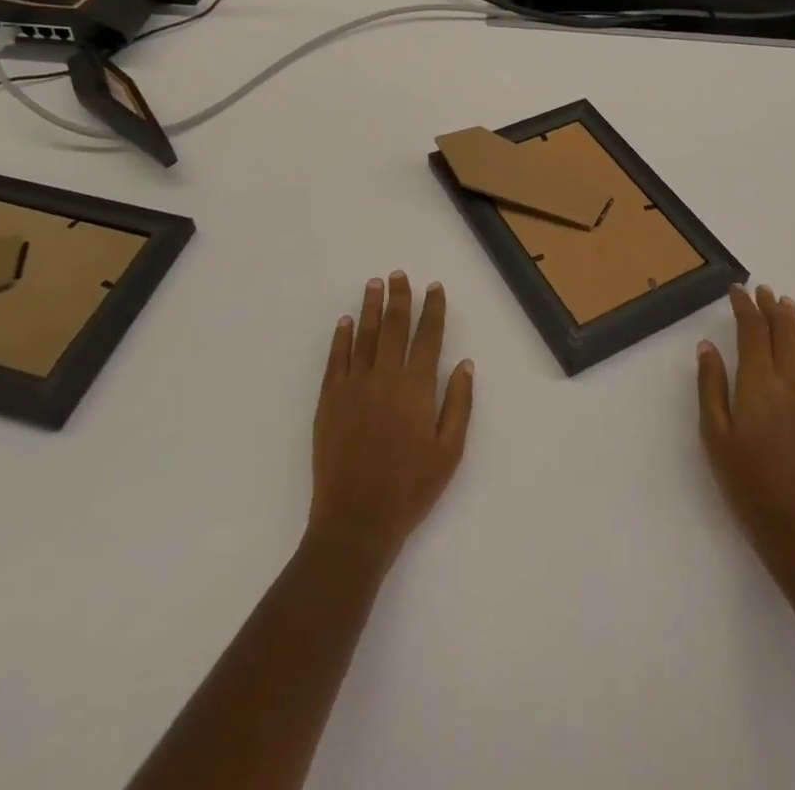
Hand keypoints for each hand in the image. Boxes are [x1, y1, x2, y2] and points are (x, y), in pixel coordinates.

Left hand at [308, 272, 473, 570]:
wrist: (356, 520)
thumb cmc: (410, 489)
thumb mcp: (449, 452)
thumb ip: (459, 404)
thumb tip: (465, 364)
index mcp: (417, 388)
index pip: (428, 336)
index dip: (433, 309)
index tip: (434, 288)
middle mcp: (385, 376)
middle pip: (394, 326)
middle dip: (399, 298)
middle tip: (399, 275)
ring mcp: (354, 385)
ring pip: (364, 335)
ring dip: (370, 307)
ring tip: (374, 284)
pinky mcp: (329, 400)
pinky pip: (336, 359)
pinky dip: (342, 337)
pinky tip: (346, 322)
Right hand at [697, 284, 794, 582]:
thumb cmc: (747, 485)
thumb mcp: (715, 436)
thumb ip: (711, 386)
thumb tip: (707, 346)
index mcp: (759, 384)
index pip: (753, 331)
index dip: (744, 307)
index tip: (736, 290)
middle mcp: (791, 384)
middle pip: (783, 334)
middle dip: (772, 309)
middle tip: (764, 290)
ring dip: (793, 325)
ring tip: (785, 306)